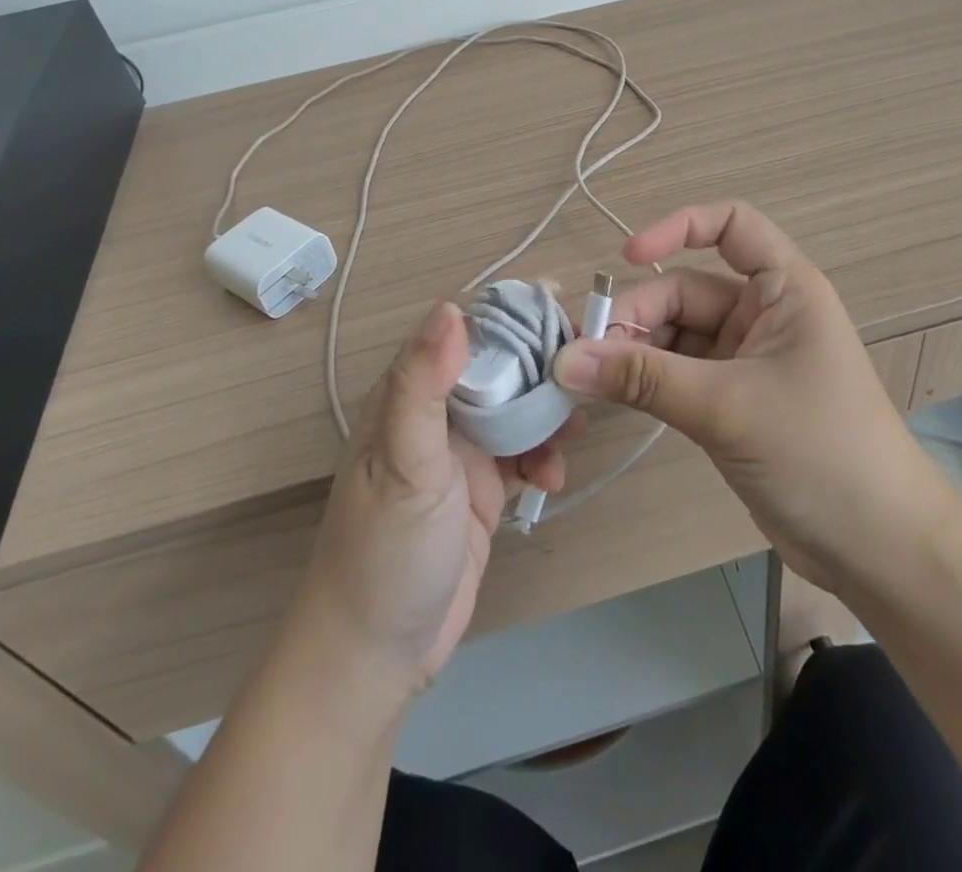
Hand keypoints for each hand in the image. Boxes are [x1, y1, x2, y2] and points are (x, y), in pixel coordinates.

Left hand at [287, 301, 565, 699]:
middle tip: (585, 371)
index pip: (463, 330)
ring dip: (548, 413)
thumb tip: (452, 307)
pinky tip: (553, 479)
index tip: (559, 304)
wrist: (376, 656)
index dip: (509, 313)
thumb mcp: (403, 464)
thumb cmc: (384, 552)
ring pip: (517, 408)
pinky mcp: (483, 489)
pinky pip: (524, 454)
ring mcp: (461, 452)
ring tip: (575, 430)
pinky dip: (544, 458)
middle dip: (541, 364)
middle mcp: (435, 413)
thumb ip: (422, 385)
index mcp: (408, 394)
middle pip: (498, 366)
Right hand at [551, 201, 953, 588]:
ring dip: (632, 351)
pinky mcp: (729, 401)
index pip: (732, 226)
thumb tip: (564, 359)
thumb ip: (643, 379)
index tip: (627, 255)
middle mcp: (763, 314)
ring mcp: (745, 360)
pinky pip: (675, 374)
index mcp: (784, 289)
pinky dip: (643, 381)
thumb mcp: (727, 407)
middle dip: (636, 314)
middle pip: (685, 291)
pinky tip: (609, 394)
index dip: (680, 227)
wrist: (877, 549)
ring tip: (584, 376)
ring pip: (674, 335)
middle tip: (581, 351)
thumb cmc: (820, 452)